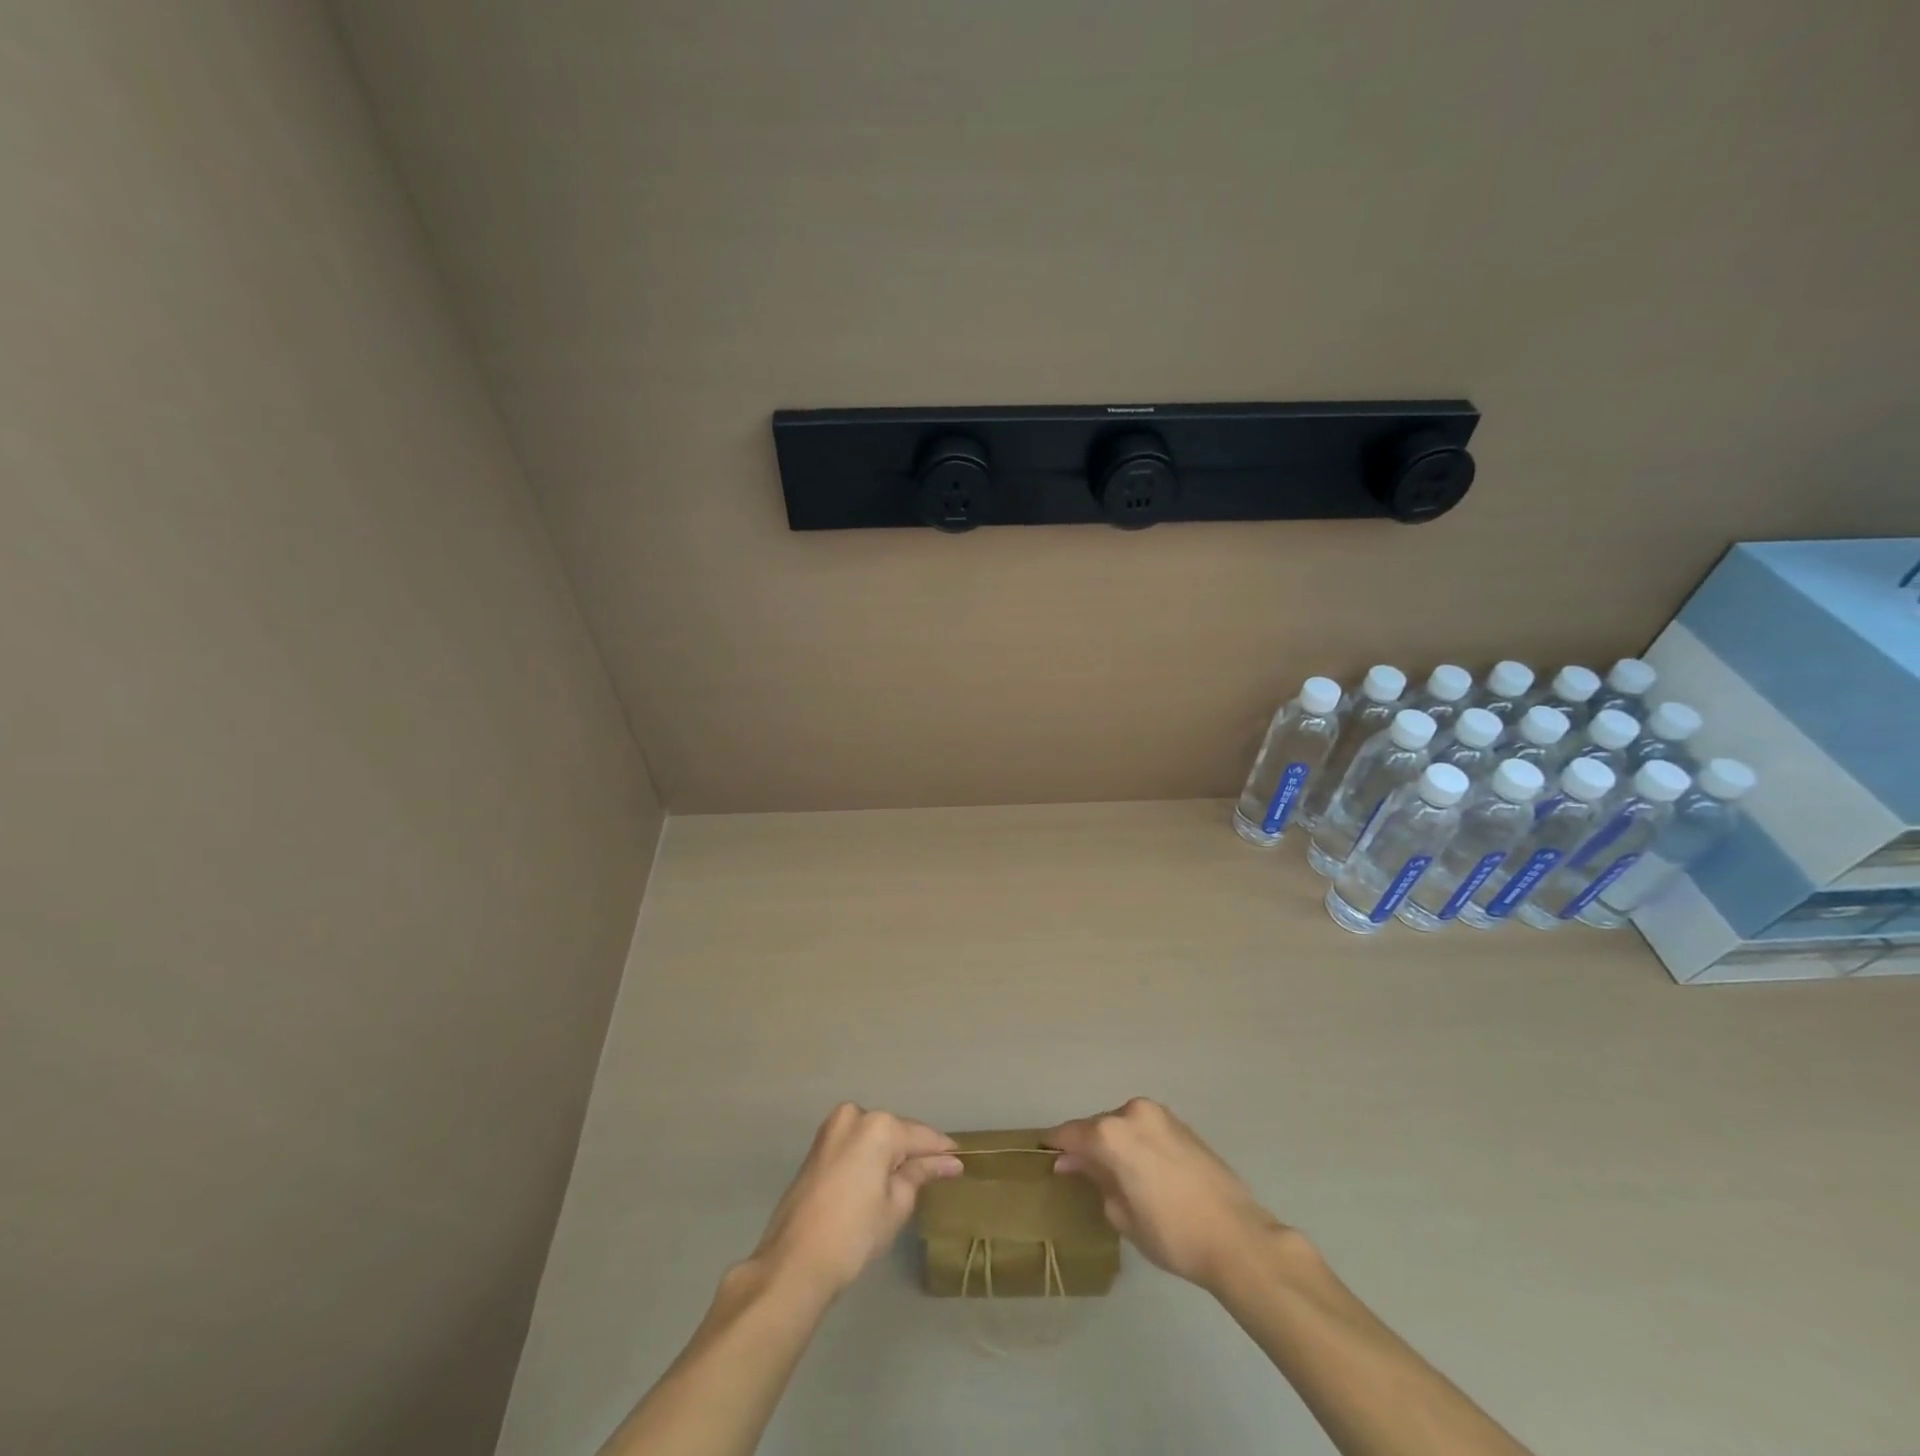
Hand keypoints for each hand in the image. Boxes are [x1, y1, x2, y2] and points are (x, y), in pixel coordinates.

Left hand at [750, 1103, 961, 1301]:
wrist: (794, 1262)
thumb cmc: (854, 1234)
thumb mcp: (896, 1204)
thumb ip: (922, 1174)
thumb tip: (948, 1162)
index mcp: (878, 1126)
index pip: (921, 1136)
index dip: (942, 1151)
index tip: (961, 1160)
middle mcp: (854, 1116)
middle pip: (896, 1132)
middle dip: (914, 1151)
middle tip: (936, 1174)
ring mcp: (832, 1128)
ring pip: (874, 1137)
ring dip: (891, 1154)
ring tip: (911, 1179)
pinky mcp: (818, 1146)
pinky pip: (856, 1144)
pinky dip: (870, 1157)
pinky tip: (881, 1178)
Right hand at [1044, 1098, 1285, 1293]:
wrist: (1236, 1236)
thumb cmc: (1171, 1233)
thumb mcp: (1122, 1214)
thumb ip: (1095, 1180)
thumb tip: (1075, 1164)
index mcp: (1111, 1133)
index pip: (1071, 1133)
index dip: (1056, 1145)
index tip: (1044, 1153)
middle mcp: (1133, 1113)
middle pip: (1098, 1126)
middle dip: (1087, 1145)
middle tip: (1078, 1170)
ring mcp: (1160, 1115)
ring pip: (1123, 1125)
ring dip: (1113, 1143)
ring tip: (1113, 1173)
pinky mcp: (1181, 1124)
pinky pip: (1145, 1128)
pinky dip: (1135, 1142)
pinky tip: (1140, 1168)